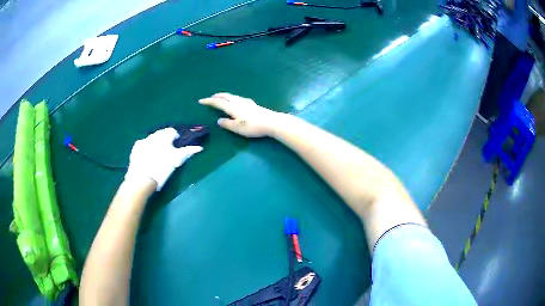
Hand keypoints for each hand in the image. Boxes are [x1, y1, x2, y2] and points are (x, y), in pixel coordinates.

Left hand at [125, 128, 202, 190]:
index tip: (176, 146)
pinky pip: (143, 144)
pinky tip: (147, 157)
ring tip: (157, 155)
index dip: (175, 138)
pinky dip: (146, 148)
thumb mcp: (176, 161)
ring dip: (155, 143)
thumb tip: (200, 147)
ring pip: (152, 138)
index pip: (172, 131)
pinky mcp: (136, 148)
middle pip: (161, 133)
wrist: (142, 178)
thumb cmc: (162, 168)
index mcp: (164, 136)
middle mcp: (153, 135)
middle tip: (167, 151)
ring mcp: (143, 141)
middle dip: (165, 139)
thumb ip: (187, 152)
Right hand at [199, 93, 280, 137]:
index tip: (201, 101)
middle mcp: (238, 102)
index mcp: (232, 107)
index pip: (218, 102)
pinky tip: (236, 101)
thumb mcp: (237, 128)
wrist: (271, 122)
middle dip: (217, 96)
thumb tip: (219, 120)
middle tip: (211, 97)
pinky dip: (232, 98)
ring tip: (221, 98)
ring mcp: (246, 102)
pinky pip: (238, 98)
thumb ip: (227, 124)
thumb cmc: (252, 126)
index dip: (209, 101)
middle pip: (225, 96)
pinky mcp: (252, 104)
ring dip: (225, 96)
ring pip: (232, 96)